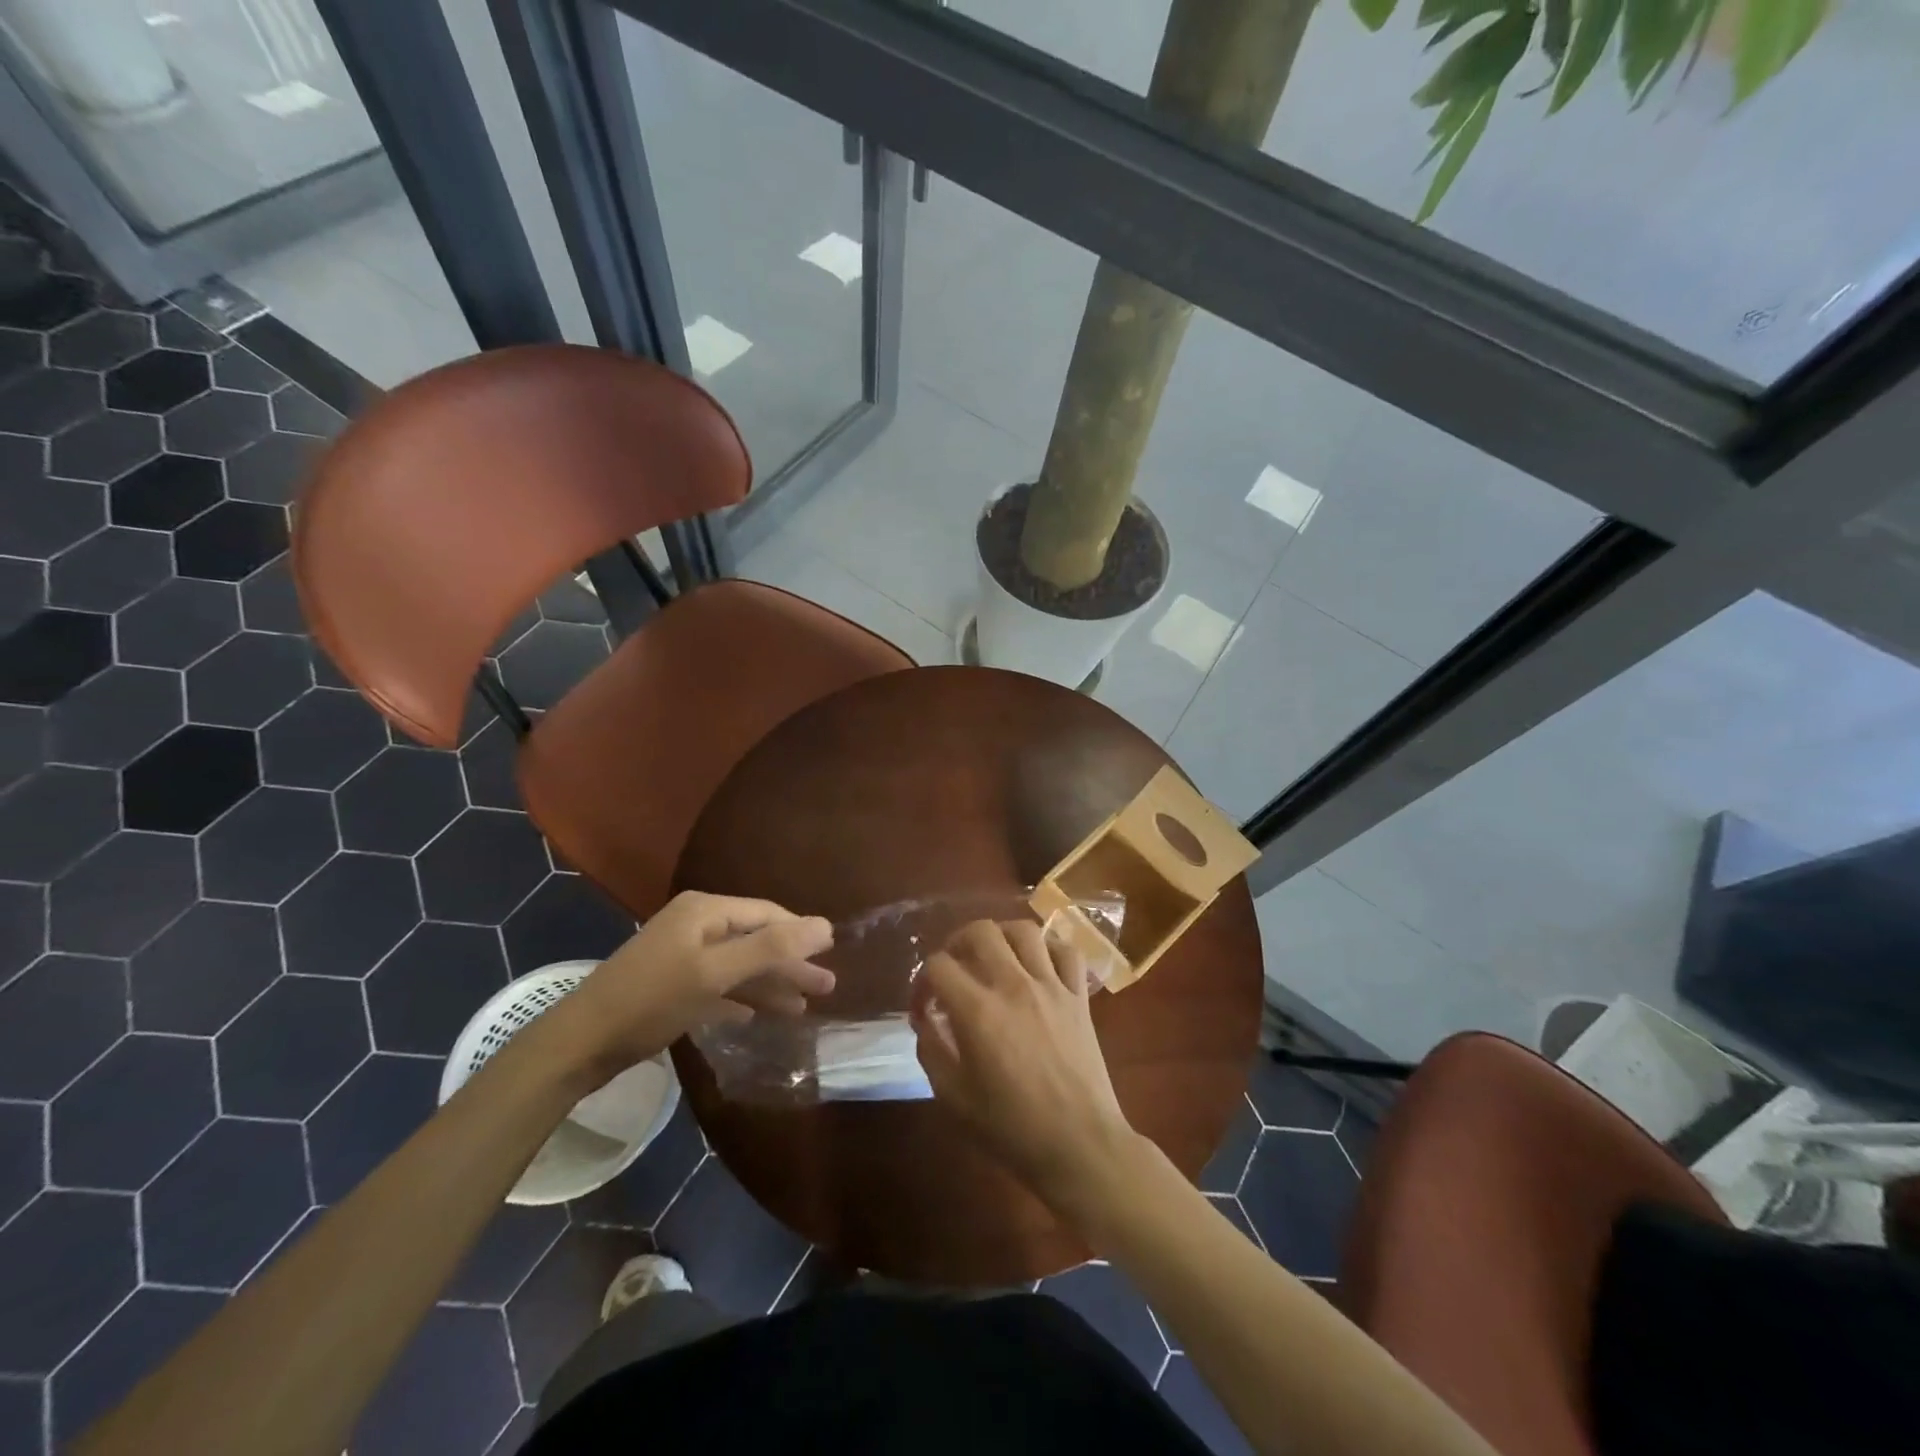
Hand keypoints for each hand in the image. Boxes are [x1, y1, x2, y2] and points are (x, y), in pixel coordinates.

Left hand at [541, 892, 834, 1084]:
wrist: (580, 1043)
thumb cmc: (652, 1000)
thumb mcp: (715, 972)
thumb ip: (771, 949)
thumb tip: (826, 926)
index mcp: (706, 911)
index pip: (767, 914)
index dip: (801, 934)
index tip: (832, 956)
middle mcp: (696, 924)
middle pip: (756, 939)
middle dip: (790, 964)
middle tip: (827, 987)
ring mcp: (682, 954)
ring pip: (739, 965)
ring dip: (770, 985)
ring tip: (802, 1008)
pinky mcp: (672, 984)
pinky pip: (719, 986)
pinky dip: (741, 998)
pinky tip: (757, 1016)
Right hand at [910, 920, 1136, 1211]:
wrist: (1079, 1145)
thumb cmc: (1011, 1129)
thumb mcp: (953, 1099)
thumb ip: (932, 1051)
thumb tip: (927, 1021)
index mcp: (977, 1010)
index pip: (938, 965)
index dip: (922, 981)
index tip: (924, 1007)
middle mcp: (1013, 985)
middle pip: (980, 931)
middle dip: (957, 942)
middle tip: (955, 967)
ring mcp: (1051, 986)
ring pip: (1024, 930)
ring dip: (1002, 936)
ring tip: (995, 956)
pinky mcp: (1079, 996)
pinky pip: (1066, 950)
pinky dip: (1049, 948)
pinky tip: (1038, 965)